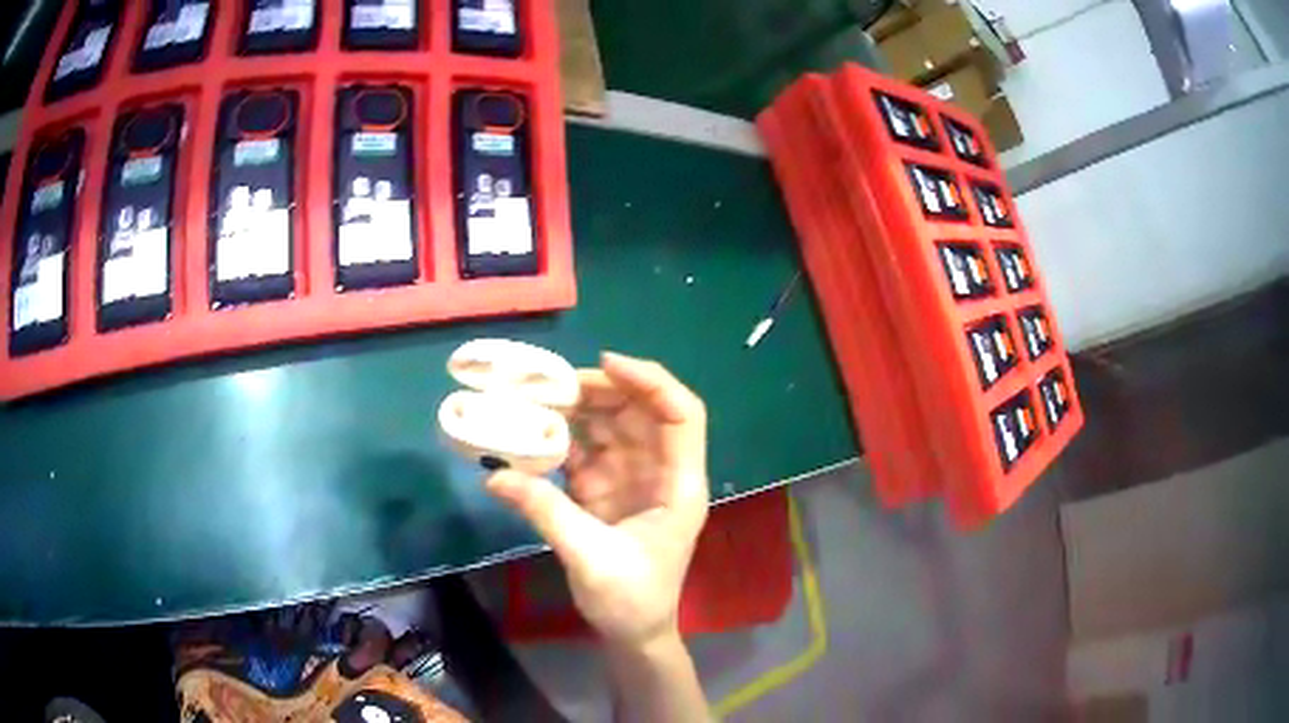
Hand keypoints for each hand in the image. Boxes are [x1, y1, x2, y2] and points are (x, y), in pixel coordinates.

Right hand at [486, 352, 708, 647]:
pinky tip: (528, 433)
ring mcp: (630, 477)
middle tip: (548, 384)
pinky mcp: (604, 489)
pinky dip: (558, 440)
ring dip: (573, 410)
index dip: (650, 381)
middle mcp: (659, 471)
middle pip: (638, 410)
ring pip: (608, 425)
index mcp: (678, 484)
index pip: (680, 415)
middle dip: (597, 390)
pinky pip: (584, 451)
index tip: (604, 365)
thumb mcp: (591, 558)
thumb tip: (494, 475)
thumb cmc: (632, 600)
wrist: (633, 633)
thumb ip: (546, 512)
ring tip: (531, 400)